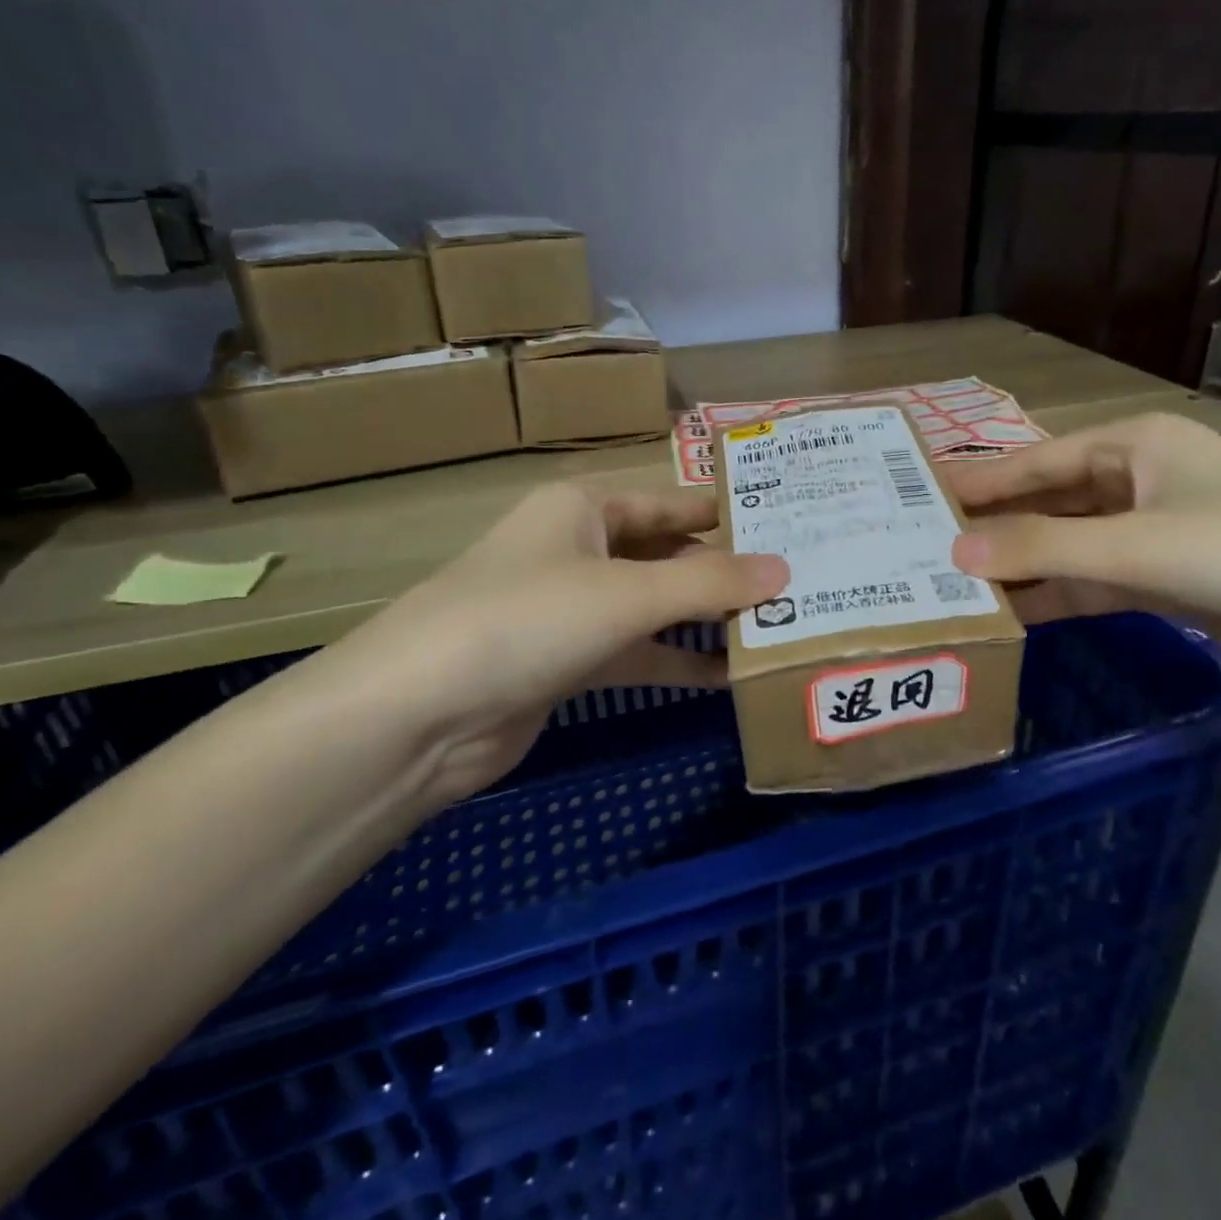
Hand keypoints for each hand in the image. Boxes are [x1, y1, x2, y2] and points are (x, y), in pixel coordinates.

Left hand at [275, 483, 786, 807]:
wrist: (419, 716)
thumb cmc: (527, 619)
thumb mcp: (627, 592)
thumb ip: (709, 582)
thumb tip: (785, 570)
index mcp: (585, 508)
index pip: (674, 503)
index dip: (729, 514)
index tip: (791, 524)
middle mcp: (580, 550)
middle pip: (669, 554)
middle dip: (727, 571)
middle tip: (801, 581)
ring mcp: (574, 609)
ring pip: (657, 606)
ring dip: (708, 619)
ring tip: (778, 627)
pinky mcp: (570, 663)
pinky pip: (639, 652)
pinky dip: (679, 661)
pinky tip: (730, 674)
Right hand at [947, 413, 1220, 688]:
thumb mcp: (1140, 544)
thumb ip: (1045, 550)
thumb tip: (955, 552)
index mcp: (1132, 446)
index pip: (1036, 461)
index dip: (980, 479)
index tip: (920, 494)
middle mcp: (1135, 482)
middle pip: (1047, 502)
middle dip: (994, 525)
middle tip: (925, 544)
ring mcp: (1150, 534)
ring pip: (1066, 546)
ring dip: (1020, 566)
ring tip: (952, 583)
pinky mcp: (1163, 581)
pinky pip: (1092, 582)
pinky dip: (1054, 596)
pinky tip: (1010, 614)